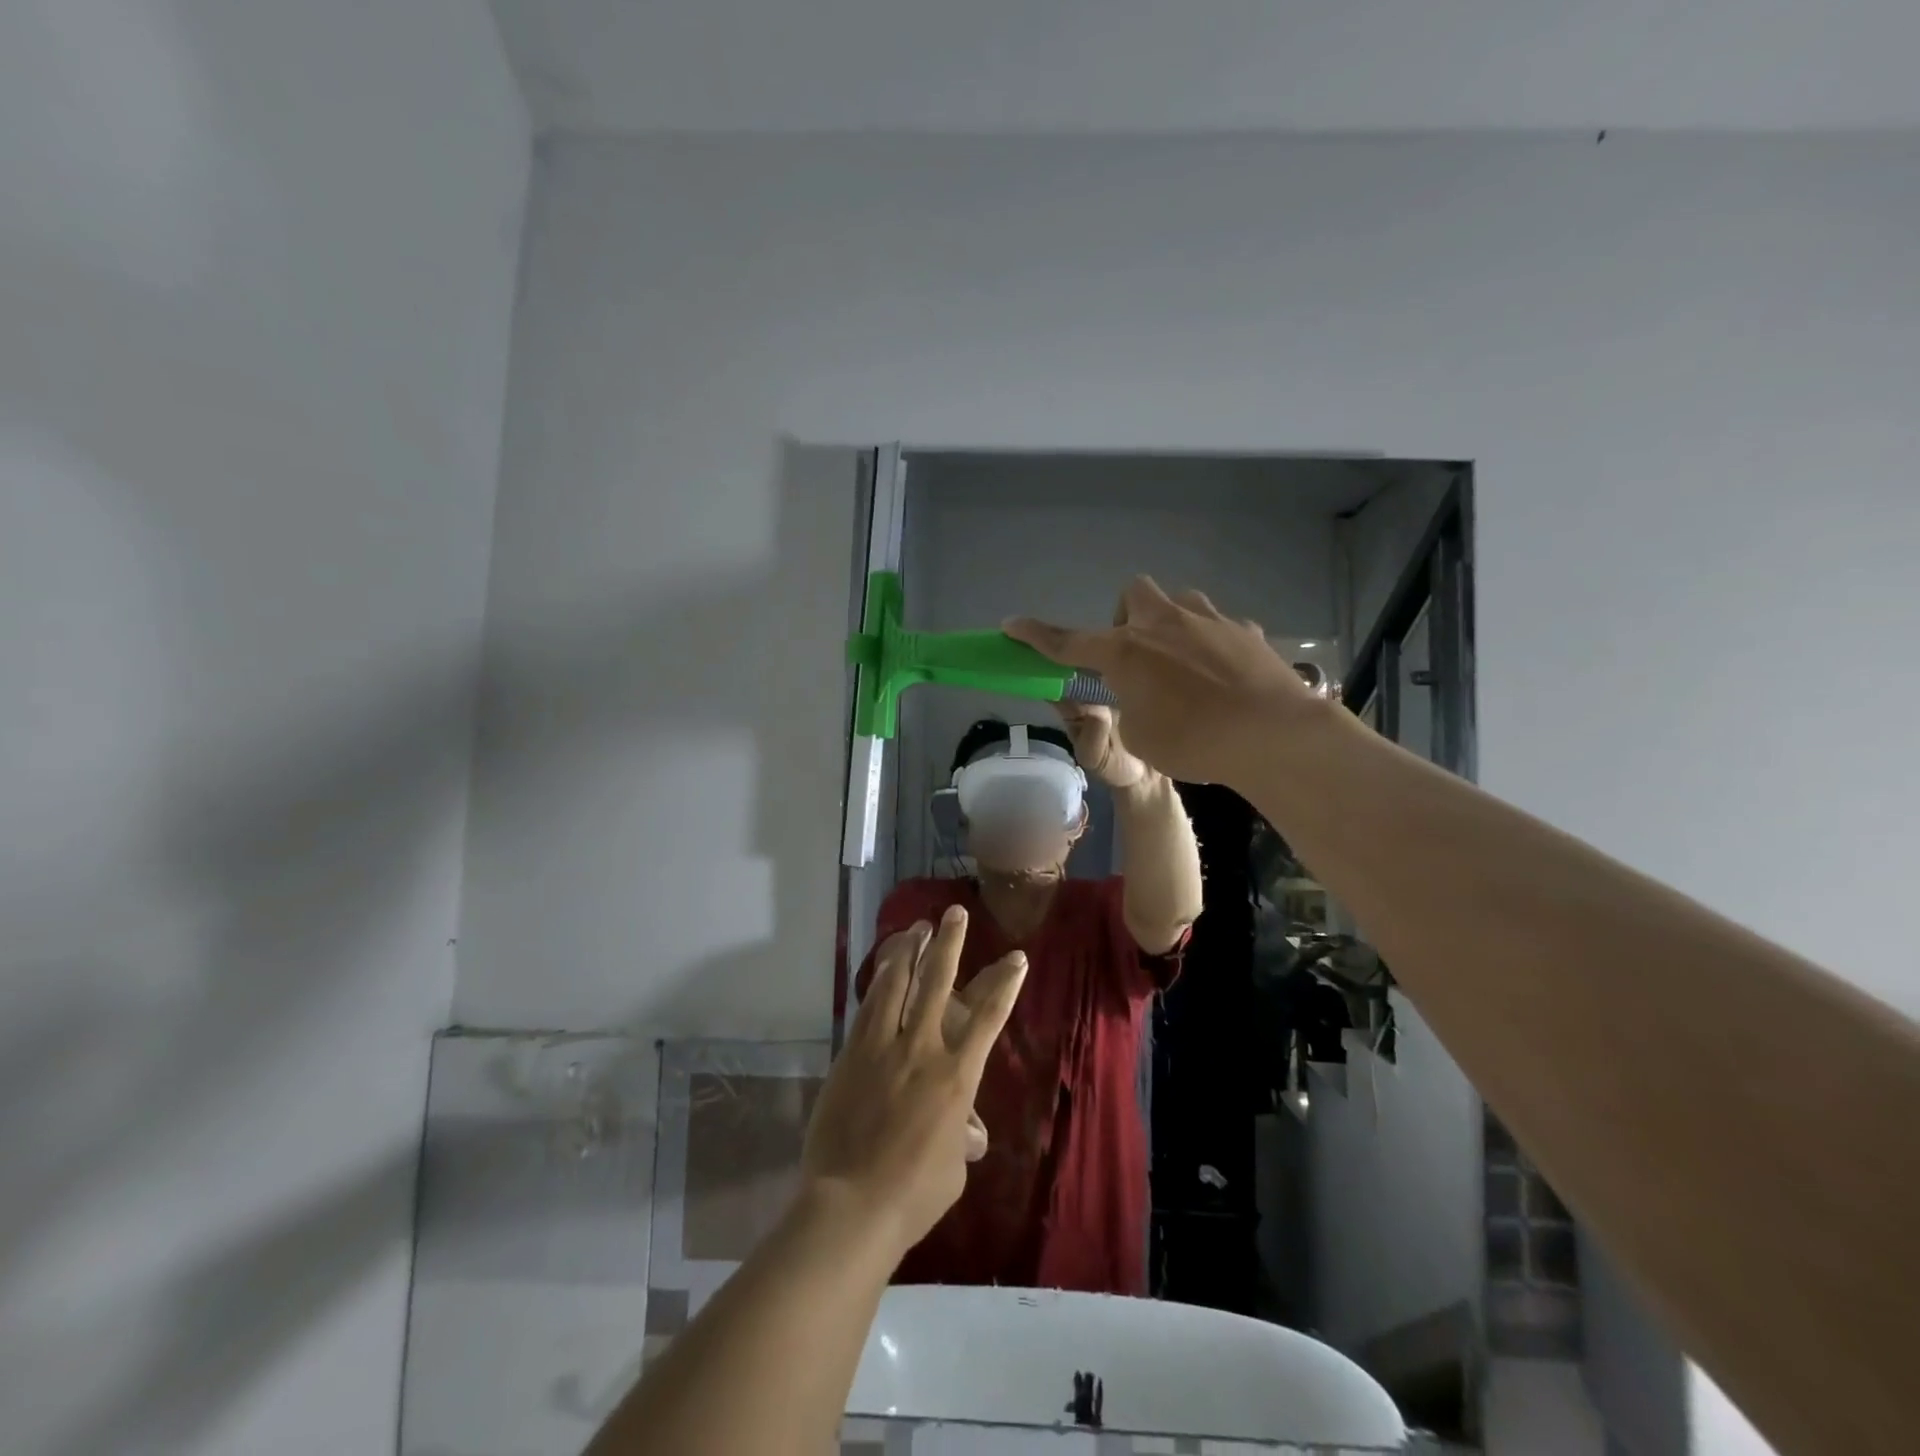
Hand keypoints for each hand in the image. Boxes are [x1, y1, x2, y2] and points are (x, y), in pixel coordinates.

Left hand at [802, 907, 1025, 1259]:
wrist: (852, 1205)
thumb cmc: (913, 1194)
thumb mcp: (953, 1169)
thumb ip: (961, 1138)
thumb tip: (969, 1133)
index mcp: (956, 1076)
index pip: (988, 1018)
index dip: (1004, 984)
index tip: (1016, 957)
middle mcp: (922, 1049)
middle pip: (938, 983)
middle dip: (950, 944)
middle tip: (955, 913)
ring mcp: (883, 1048)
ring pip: (897, 984)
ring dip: (909, 951)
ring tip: (916, 927)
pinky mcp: (852, 1054)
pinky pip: (868, 1008)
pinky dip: (878, 982)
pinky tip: (882, 967)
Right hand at [1006, 577, 1318, 786]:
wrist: (1273, 735)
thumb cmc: (1193, 742)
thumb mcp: (1139, 736)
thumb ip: (1127, 706)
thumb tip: (1138, 691)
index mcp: (1125, 652)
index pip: (1068, 642)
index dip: (1036, 635)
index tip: (1011, 624)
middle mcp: (1163, 624)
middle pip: (1132, 594)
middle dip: (1127, 618)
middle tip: (1136, 656)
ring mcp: (1209, 621)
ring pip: (1179, 601)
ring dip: (1171, 624)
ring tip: (1181, 663)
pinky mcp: (1246, 631)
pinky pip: (1219, 627)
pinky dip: (1211, 646)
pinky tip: (1224, 678)